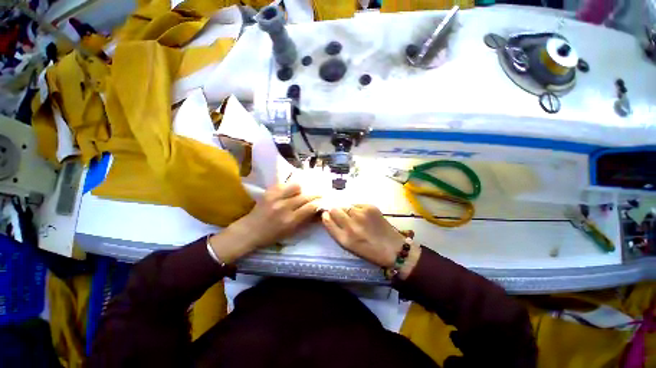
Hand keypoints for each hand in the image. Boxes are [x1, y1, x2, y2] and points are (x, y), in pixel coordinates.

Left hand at [210, 183, 319, 262]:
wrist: (249, 231)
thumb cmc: (271, 235)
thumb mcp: (290, 232)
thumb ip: (304, 221)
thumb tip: (316, 211)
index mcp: (290, 220)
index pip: (310, 207)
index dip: (319, 203)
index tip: (324, 201)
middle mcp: (284, 207)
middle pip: (306, 196)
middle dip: (316, 194)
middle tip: (320, 193)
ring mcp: (276, 198)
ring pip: (296, 186)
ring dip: (303, 188)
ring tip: (304, 190)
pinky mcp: (269, 192)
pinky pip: (284, 184)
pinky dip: (291, 186)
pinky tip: (292, 189)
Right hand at [321, 205, 420, 278]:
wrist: (393, 248)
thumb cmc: (368, 250)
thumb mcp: (348, 246)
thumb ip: (336, 231)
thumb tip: (328, 215)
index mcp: (344, 239)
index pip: (327, 220)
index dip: (326, 216)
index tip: (327, 215)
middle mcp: (351, 226)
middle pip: (334, 209)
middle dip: (335, 211)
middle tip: (342, 215)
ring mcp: (361, 215)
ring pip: (346, 205)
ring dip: (347, 210)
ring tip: (356, 217)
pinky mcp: (370, 208)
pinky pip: (356, 204)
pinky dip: (357, 209)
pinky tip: (364, 216)